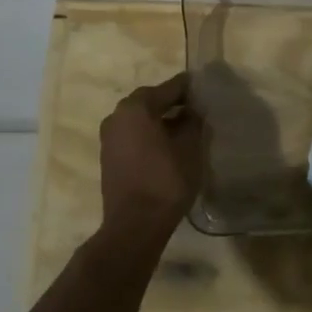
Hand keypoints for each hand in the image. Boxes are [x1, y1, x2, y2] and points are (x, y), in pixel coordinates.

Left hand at [97, 72, 206, 246]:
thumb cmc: (166, 180)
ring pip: (139, 119)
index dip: (188, 88)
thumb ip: (192, 121)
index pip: (168, 88)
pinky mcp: (108, 157)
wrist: (135, 225)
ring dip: (159, 119)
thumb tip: (192, 110)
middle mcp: (117, 116)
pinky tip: (167, 145)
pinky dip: (148, 134)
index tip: (203, 86)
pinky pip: (132, 135)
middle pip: (150, 101)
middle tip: (196, 108)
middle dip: (172, 103)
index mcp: (136, 107)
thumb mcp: (190, 147)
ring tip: (184, 128)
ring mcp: (109, 137)